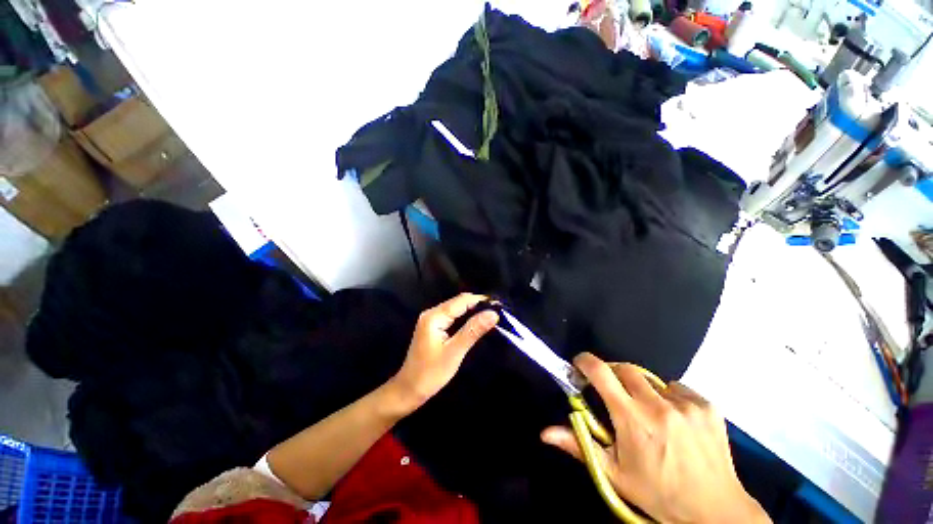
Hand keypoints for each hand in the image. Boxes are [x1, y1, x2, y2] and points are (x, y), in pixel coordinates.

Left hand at [390, 293, 497, 410]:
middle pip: (458, 302)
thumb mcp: (454, 352)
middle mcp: (431, 313)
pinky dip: (465, 318)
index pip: (461, 301)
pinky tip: (476, 323)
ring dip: (473, 311)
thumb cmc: (431, 373)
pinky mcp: (433, 327)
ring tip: (491, 316)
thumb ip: (473, 330)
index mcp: (434, 316)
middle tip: (498, 312)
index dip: (481, 300)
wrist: (409, 390)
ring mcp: (431, 320)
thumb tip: (493, 314)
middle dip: (478, 305)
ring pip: (456, 309)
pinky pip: (452, 317)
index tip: (499, 305)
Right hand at [541, 353, 769, 523]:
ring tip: (649, 414)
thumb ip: (579, 446)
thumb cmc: (657, 493)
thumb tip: (545, 433)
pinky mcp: (707, 406)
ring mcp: (685, 404)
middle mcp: (657, 405)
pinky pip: (678, 389)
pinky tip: (676, 420)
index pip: (601, 373)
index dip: (585, 362)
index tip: (579, 364)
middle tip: (614, 393)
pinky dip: (670, 398)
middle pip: (625, 369)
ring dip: (643, 390)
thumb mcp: (614, 474)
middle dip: (613, 374)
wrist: (714, 511)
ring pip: (652, 380)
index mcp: (631, 418)